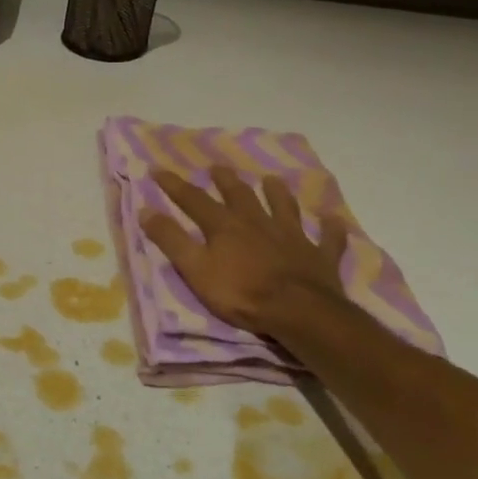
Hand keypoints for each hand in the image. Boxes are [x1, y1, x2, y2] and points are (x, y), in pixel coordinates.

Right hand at [139, 168, 348, 339]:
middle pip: (240, 196)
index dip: (174, 185)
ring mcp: (292, 236)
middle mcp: (257, 223)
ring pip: (284, 207)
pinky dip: (329, 228)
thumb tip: (146, 211)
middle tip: (218, 167)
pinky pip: (328, 238)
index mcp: (225, 227)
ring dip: (277, 193)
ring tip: (272, 179)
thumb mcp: (195, 269)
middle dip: (226, 181)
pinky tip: (331, 219)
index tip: (158, 169)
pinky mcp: (319, 255)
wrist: (298, 311)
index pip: (194, 200)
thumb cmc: (241, 293)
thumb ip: (171, 240)